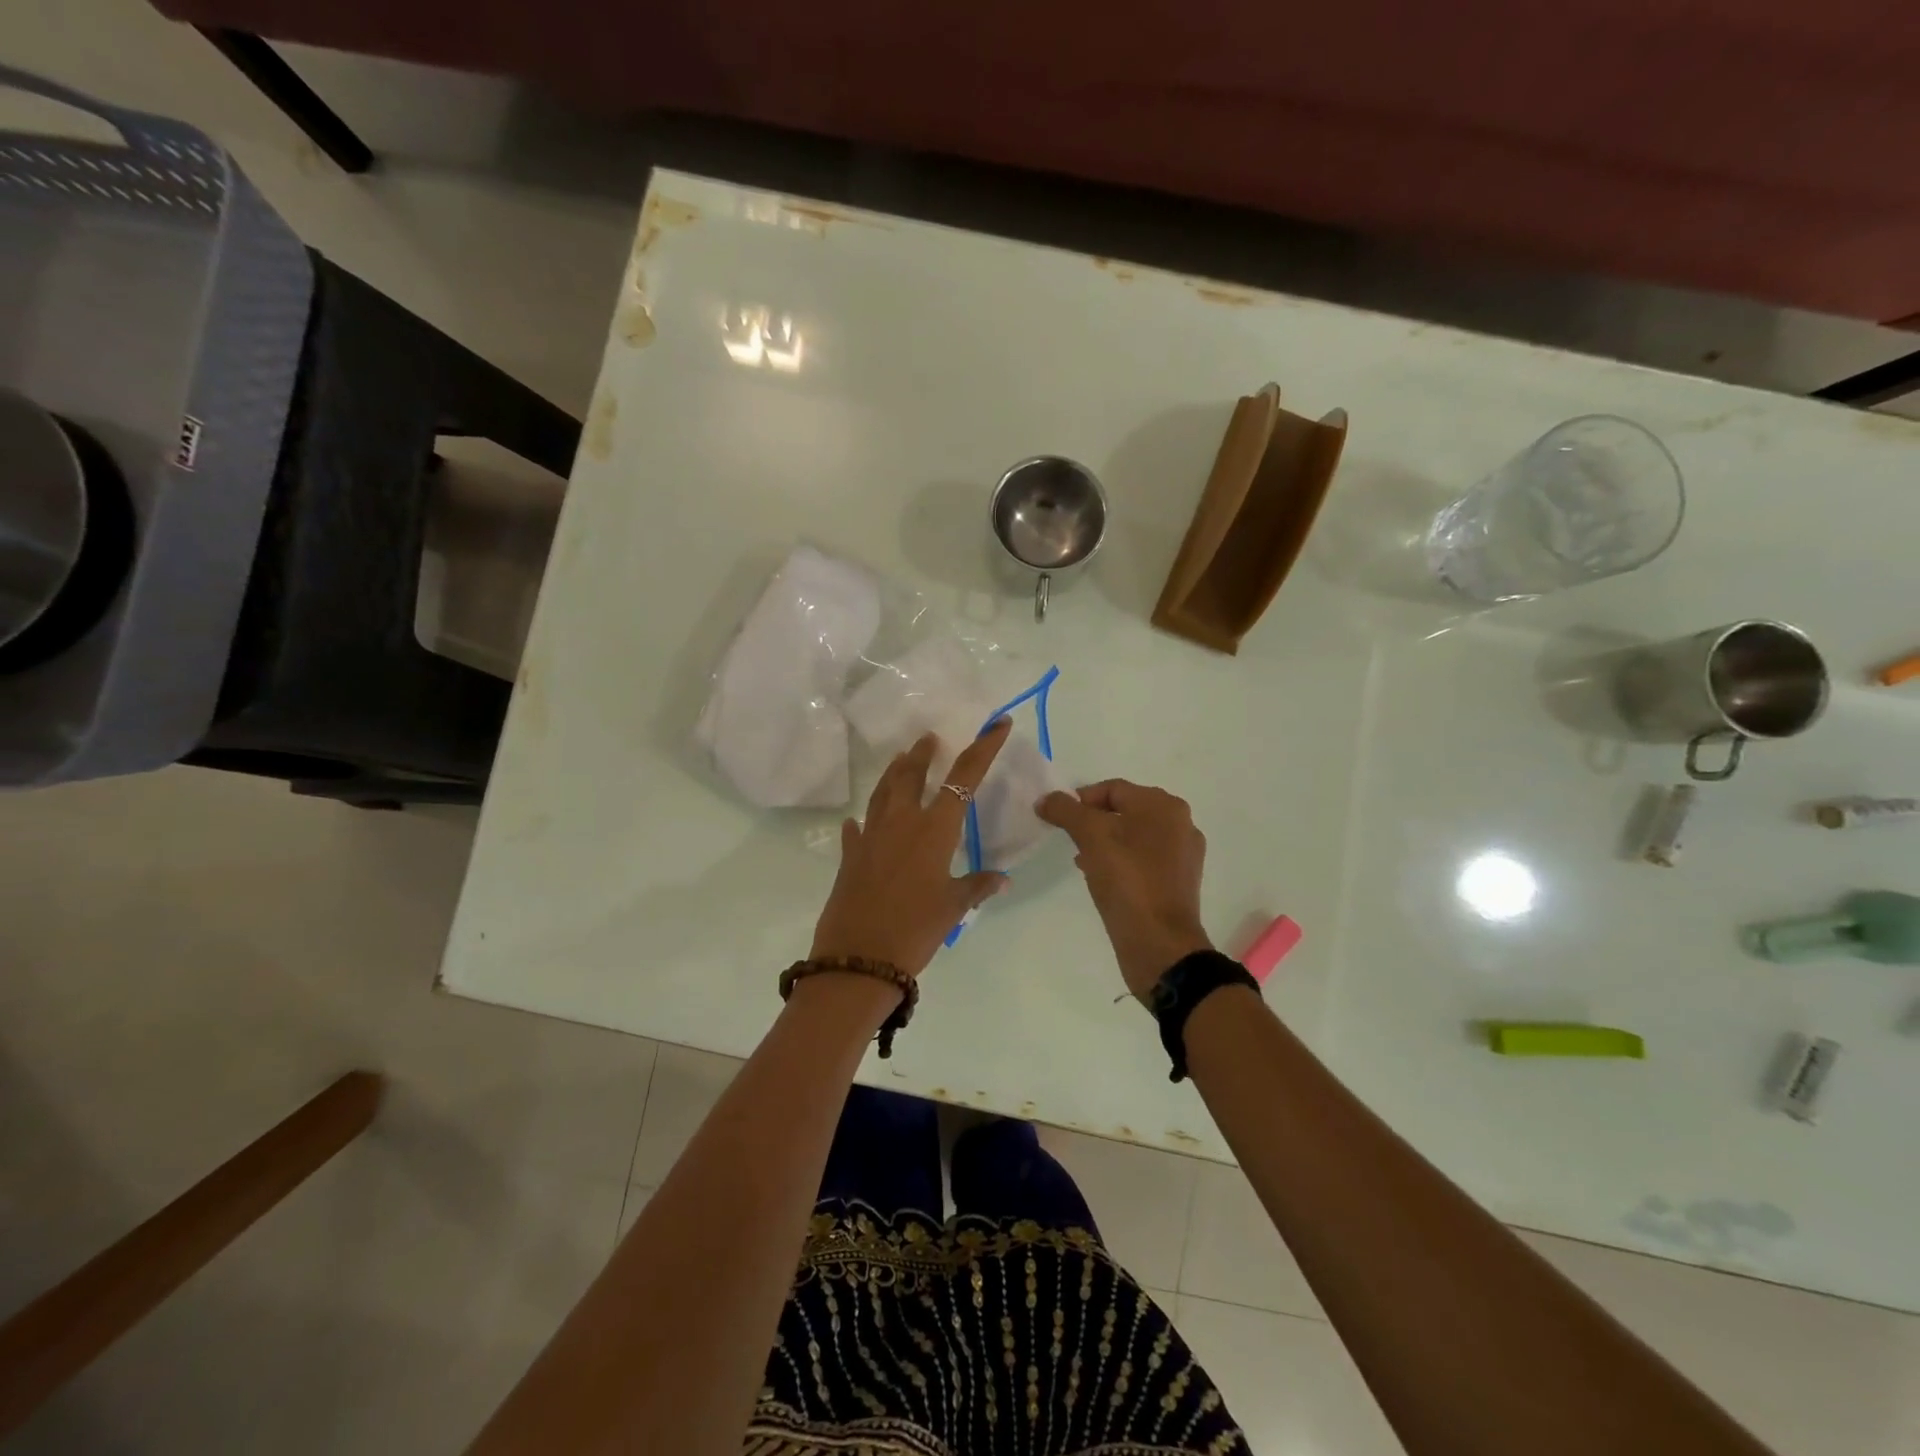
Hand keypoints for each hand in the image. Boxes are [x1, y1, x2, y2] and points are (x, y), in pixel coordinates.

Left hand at [809, 720, 1011, 976]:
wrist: (858, 960)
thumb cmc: (915, 930)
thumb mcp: (952, 908)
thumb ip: (976, 886)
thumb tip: (1001, 878)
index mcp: (933, 829)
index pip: (964, 777)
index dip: (983, 747)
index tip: (996, 724)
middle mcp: (901, 822)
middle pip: (912, 774)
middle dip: (924, 753)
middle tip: (930, 738)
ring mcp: (871, 836)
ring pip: (882, 792)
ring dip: (894, 773)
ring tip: (901, 760)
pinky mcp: (850, 856)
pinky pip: (859, 829)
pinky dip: (864, 821)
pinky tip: (860, 822)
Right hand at [1036, 779, 1213, 999]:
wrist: (1160, 944)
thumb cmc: (1127, 881)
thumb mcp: (1090, 837)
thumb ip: (1065, 811)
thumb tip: (1046, 799)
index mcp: (1163, 806)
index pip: (1113, 789)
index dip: (1080, 800)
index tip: (1058, 820)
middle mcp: (1180, 823)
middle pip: (1125, 810)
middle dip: (1093, 822)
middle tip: (1070, 841)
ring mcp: (1183, 854)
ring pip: (1134, 836)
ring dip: (1105, 842)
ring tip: (1082, 862)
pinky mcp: (1180, 882)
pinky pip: (1144, 860)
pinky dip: (1122, 862)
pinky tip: (1104, 879)